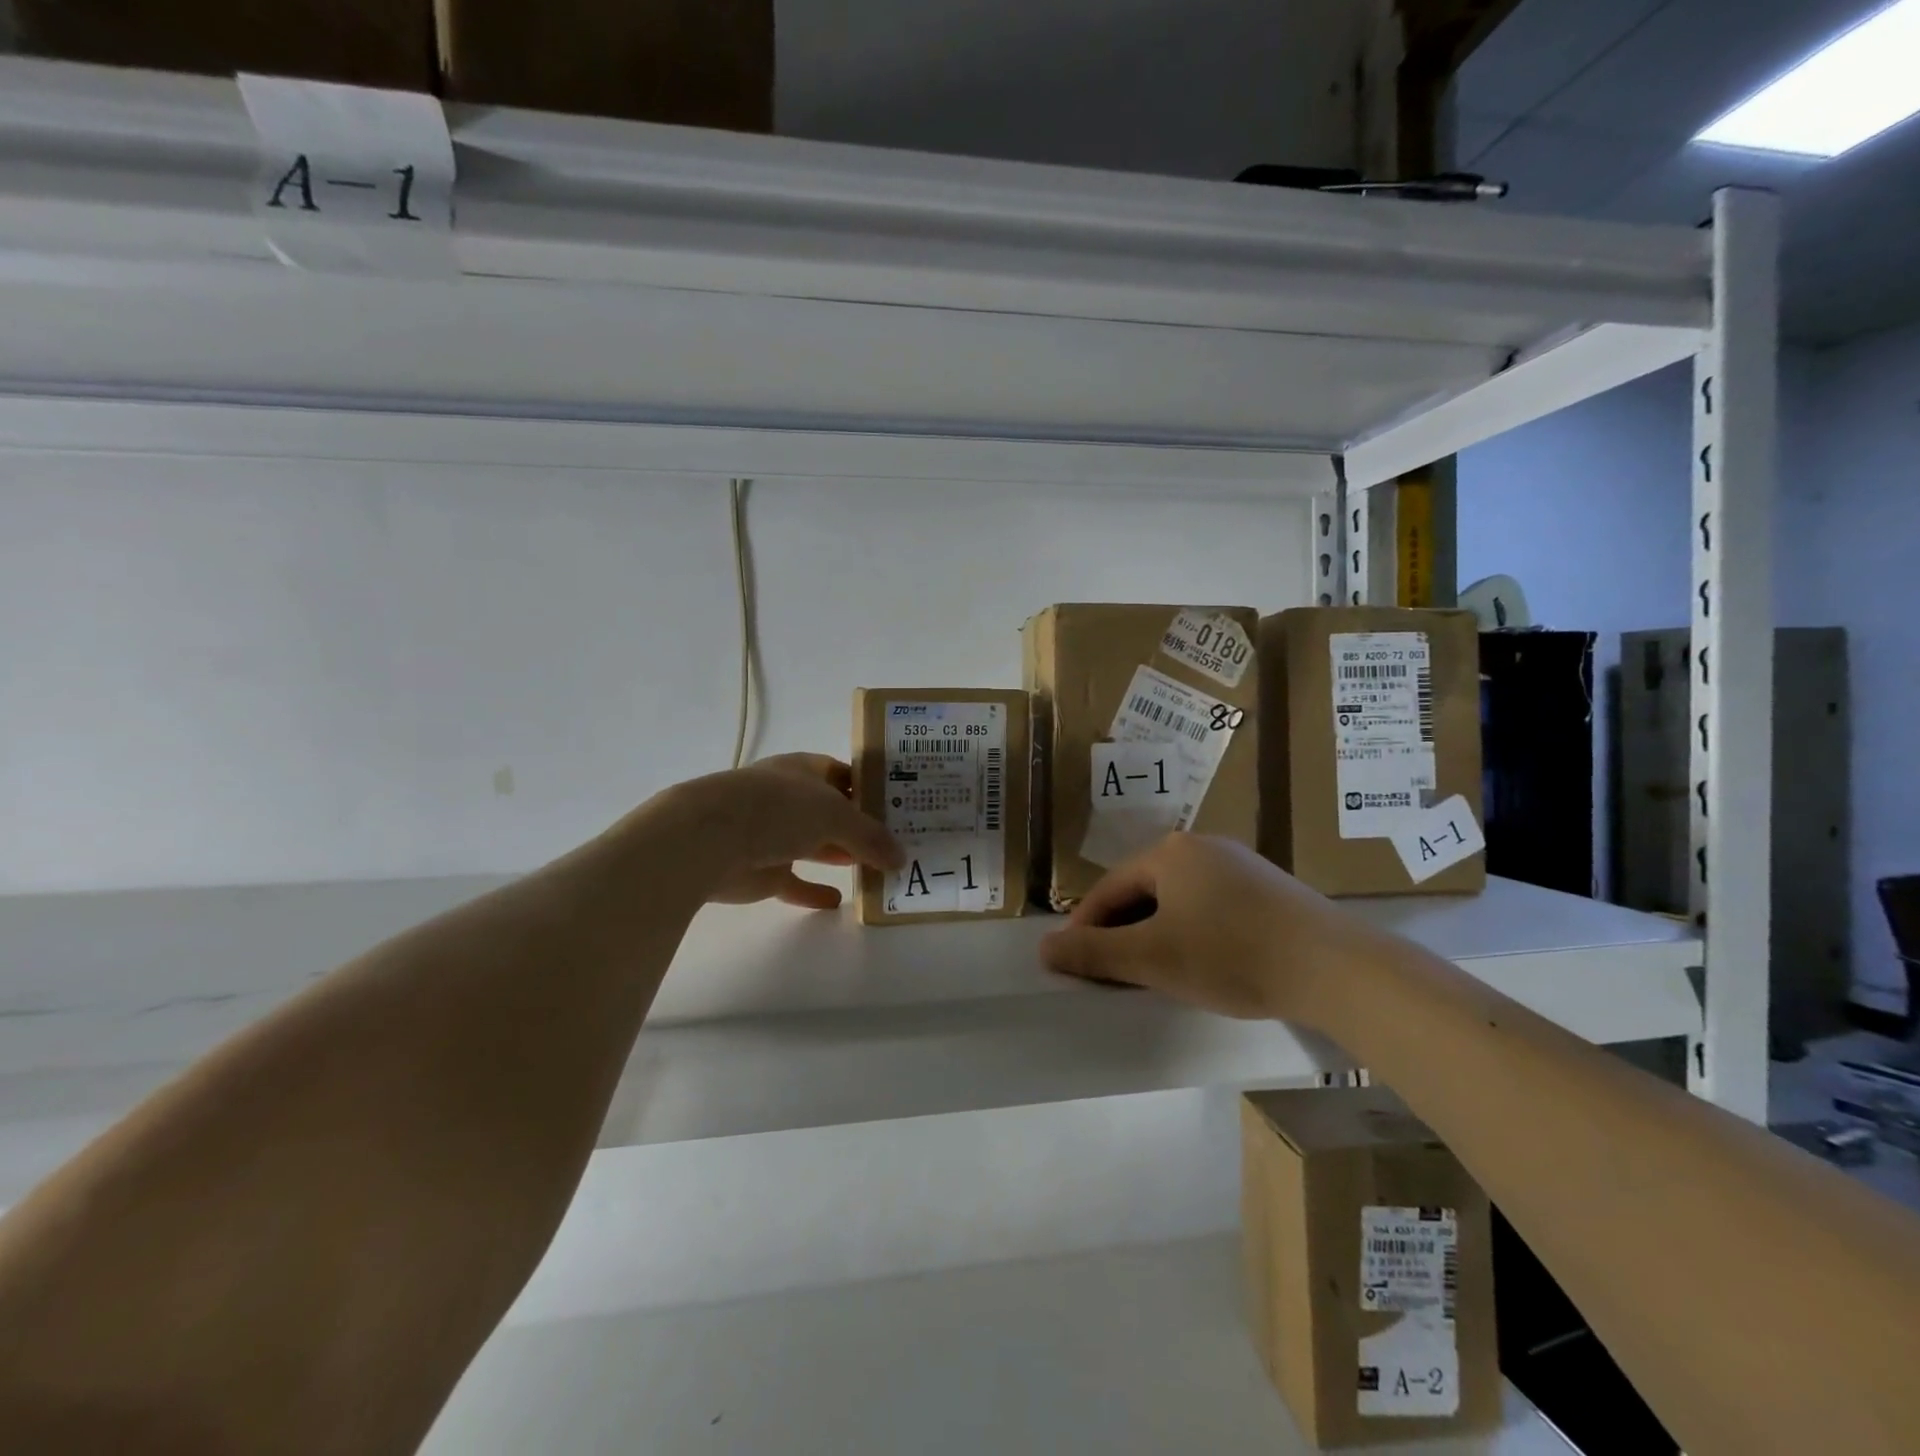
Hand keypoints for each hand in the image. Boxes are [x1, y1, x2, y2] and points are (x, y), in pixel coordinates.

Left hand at [664, 754, 903, 910]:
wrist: (711, 839)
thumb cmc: (778, 808)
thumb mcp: (837, 815)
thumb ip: (871, 837)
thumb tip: (901, 858)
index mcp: (803, 770)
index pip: (843, 773)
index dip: (868, 786)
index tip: (898, 805)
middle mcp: (788, 798)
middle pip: (830, 811)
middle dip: (860, 826)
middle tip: (896, 843)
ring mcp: (772, 834)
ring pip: (814, 845)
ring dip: (840, 855)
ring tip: (877, 869)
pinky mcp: (762, 870)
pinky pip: (794, 882)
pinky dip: (813, 890)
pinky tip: (837, 901)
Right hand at [1039, 834, 1365, 1022]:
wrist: (1335, 966)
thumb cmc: (1231, 954)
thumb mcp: (1152, 958)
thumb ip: (1093, 953)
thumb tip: (1042, 948)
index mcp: (1169, 852)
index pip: (1109, 889)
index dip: (1085, 928)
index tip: (1072, 964)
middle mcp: (1201, 846)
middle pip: (1143, 891)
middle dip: (1123, 932)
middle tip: (1112, 973)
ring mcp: (1239, 864)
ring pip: (1177, 900)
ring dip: (1156, 933)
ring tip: (1153, 971)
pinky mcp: (1268, 888)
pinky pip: (1210, 906)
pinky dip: (1192, 932)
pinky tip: (1202, 961)